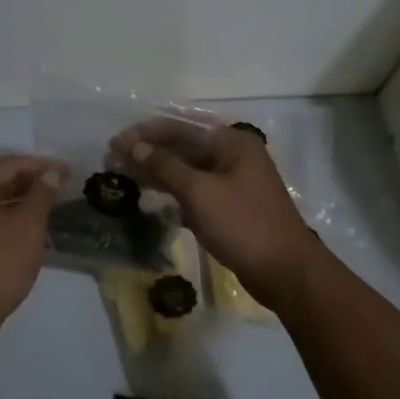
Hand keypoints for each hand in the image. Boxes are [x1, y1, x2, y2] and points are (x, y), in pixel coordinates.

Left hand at [0, 155, 63, 346]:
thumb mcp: (28, 227)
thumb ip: (41, 194)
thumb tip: (50, 173)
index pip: (9, 164)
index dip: (41, 165)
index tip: (67, 171)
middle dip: (28, 183)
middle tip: (58, 188)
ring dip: (15, 202)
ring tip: (44, 208)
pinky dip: (2, 219)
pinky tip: (21, 231)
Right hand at [115, 122, 320, 308]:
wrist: (285, 271)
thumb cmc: (243, 225)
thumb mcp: (199, 192)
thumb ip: (165, 166)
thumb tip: (134, 146)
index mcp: (232, 142)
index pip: (181, 127)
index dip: (145, 133)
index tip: (114, 144)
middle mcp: (235, 155)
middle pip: (185, 146)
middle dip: (149, 153)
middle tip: (114, 161)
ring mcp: (236, 181)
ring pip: (190, 170)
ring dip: (159, 173)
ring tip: (126, 178)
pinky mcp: (234, 206)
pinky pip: (198, 191)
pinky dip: (176, 193)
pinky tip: (154, 201)